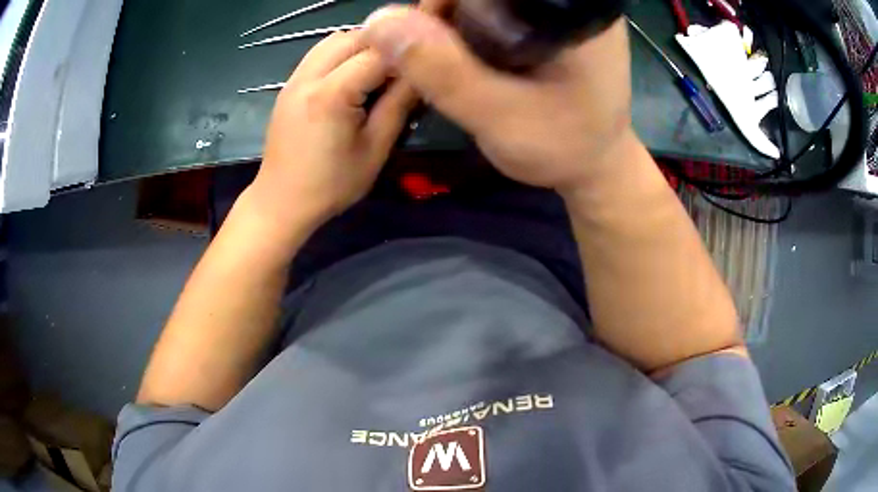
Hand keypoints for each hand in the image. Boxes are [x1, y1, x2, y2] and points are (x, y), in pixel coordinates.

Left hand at [248, 31, 416, 233]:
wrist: (281, 202)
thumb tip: (421, 76)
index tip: (421, 72)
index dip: (404, 58)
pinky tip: (352, 78)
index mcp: (331, 95)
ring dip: (361, 47)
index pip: (377, 54)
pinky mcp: (289, 86)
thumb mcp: (374, 150)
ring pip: (334, 40)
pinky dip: (342, 55)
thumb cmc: (331, 185)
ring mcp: (294, 79)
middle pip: (354, 37)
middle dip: (383, 46)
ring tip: (378, 73)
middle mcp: (309, 77)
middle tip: (401, 72)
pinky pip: (319, 54)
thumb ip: (399, 106)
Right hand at [362, 6, 636, 192]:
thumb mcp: (500, 117)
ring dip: (455, 18)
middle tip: (434, 51)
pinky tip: (464, 54)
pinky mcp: (551, 24)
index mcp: (574, 15)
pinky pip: (499, 9)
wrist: (594, 166)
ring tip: (447, 56)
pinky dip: (469, 26)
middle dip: (449, 10)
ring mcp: (563, 11)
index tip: (424, 32)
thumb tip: (379, 21)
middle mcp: (572, 3)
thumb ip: (443, 71)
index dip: (447, 1)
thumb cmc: (561, 148)